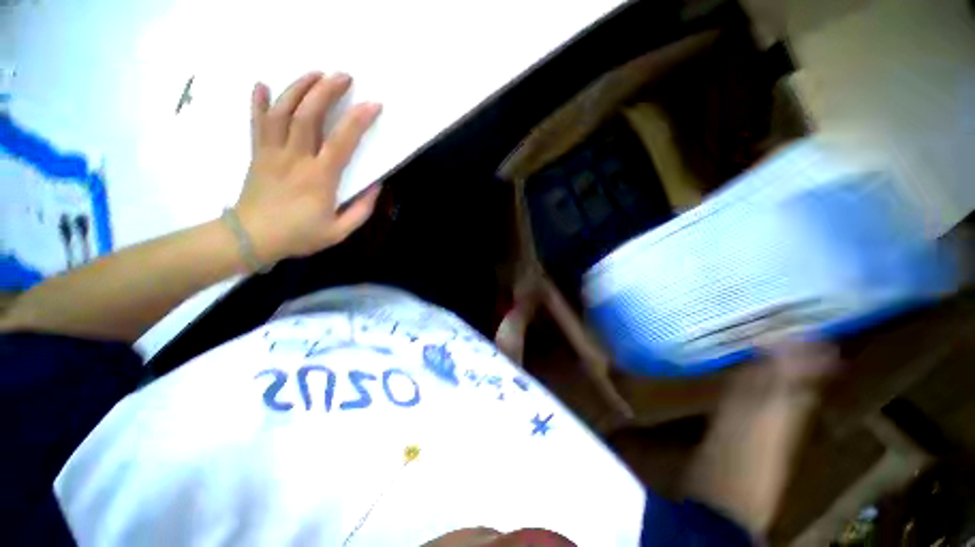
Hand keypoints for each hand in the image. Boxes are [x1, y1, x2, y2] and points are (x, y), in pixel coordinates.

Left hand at [235, 72, 381, 263]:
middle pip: (308, 114)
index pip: (342, 141)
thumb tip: (376, 185)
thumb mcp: (340, 231)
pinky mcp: (258, 153)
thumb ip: (361, 209)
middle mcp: (296, 158)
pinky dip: (258, 101)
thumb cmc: (299, 235)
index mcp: (320, 178)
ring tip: (314, 73)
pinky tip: (264, 85)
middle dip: (327, 90)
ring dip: (298, 88)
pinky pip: (256, 122)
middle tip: (343, 76)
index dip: (359, 120)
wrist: (252, 238)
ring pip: (282, 111)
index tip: (373, 105)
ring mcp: (272, 152)